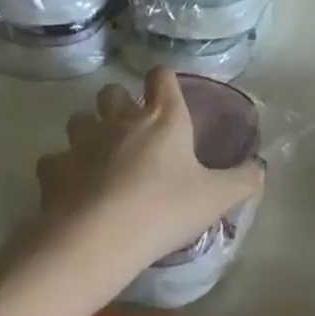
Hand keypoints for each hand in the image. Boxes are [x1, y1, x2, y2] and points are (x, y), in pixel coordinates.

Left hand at [36, 68, 264, 273]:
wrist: (98, 239)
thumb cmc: (164, 209)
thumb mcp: (215, 198)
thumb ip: (243, 180)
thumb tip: (261, 168)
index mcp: (163, 117)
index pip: (161, 76)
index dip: (164, 81)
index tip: (167, 95)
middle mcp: (120, 119)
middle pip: (112, 91)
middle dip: (119, 103)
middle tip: (132, 129)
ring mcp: (82, 142)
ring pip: (79, 119)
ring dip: (89, 130)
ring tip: (100, 155)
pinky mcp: (53, 169)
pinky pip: (54, 159)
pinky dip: (62, 168)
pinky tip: (72, 187)